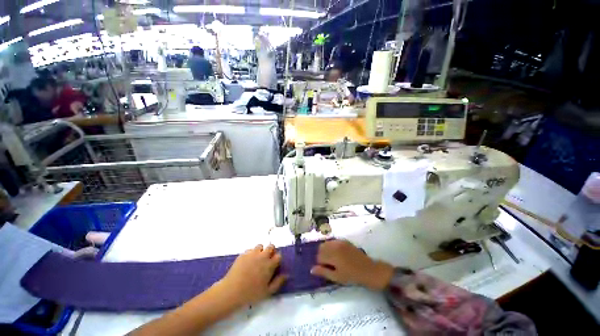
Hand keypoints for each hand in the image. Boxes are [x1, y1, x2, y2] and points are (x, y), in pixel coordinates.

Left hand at [219, 244, 286, 306]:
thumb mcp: (268, 292)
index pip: (279, 255)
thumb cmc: (251, 293)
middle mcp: (263, 256)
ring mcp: (252, 253)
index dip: (277, 259)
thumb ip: (279, 282)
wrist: (232, 291)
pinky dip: (251, 253)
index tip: (275, 264)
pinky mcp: (243, 254)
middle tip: (267, 260)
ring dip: (261, 251)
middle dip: (271, 251)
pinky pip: (250, 250)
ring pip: (260, 246)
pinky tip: (248, 262)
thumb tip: (287, 274)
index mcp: (270, 264)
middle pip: (271, 246)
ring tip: (257, 260)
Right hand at [310, 240, 393, 290]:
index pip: (319, 256)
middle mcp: (335, 245)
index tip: (327, 269)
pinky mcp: (344, 241)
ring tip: (333, 259)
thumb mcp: (336, 277)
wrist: (368, 270)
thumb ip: (323, 272)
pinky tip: (338, 254)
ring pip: (326, 243)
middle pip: (321, 248)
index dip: (321, 264)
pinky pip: (333, 241)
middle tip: (329, 264)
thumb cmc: (352, 276)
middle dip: (322, 255)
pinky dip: (331, 246)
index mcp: (332, 254)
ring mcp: (340, 242)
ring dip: (326, 250)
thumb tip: (311, 269)